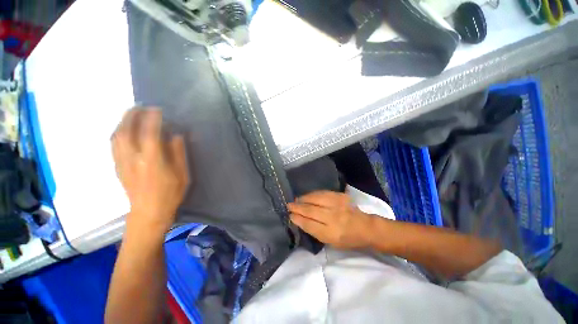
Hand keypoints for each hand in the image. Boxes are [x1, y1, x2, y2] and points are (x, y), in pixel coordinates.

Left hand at [112, 108, 189, 235]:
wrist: (148, 212)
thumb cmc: (171, 193)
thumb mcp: (182, 174)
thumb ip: (178, 153)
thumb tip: (176, 135)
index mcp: (152, 160)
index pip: (150, 133)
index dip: (153, 119)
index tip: (157, 109)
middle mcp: (133, 158)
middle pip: (126, 131)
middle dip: (132, 115)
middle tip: (140, 106)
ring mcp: (122, 162)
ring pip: (116, 136)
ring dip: (122, 122)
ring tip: (130, 115)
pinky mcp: (117, 167)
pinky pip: (113, 145)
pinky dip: (117, 133)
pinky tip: (123, 131)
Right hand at [288, 191, 374, 249]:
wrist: (366, 227)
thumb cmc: (347, 239)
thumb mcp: (331, 242)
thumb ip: (315, 231)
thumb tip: (300, 220)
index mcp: (332, 233)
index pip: (309, 224)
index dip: (298, 219)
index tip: (290, 215)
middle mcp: (334, 218)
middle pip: (310, 210)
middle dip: (297, 207)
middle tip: (288, 205)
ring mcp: (337, 205)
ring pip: (315, 198)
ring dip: (303, 198)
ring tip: (296, 200)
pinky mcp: (340, 196)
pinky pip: (322, 193)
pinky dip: (312, 194)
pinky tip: (307, 195)